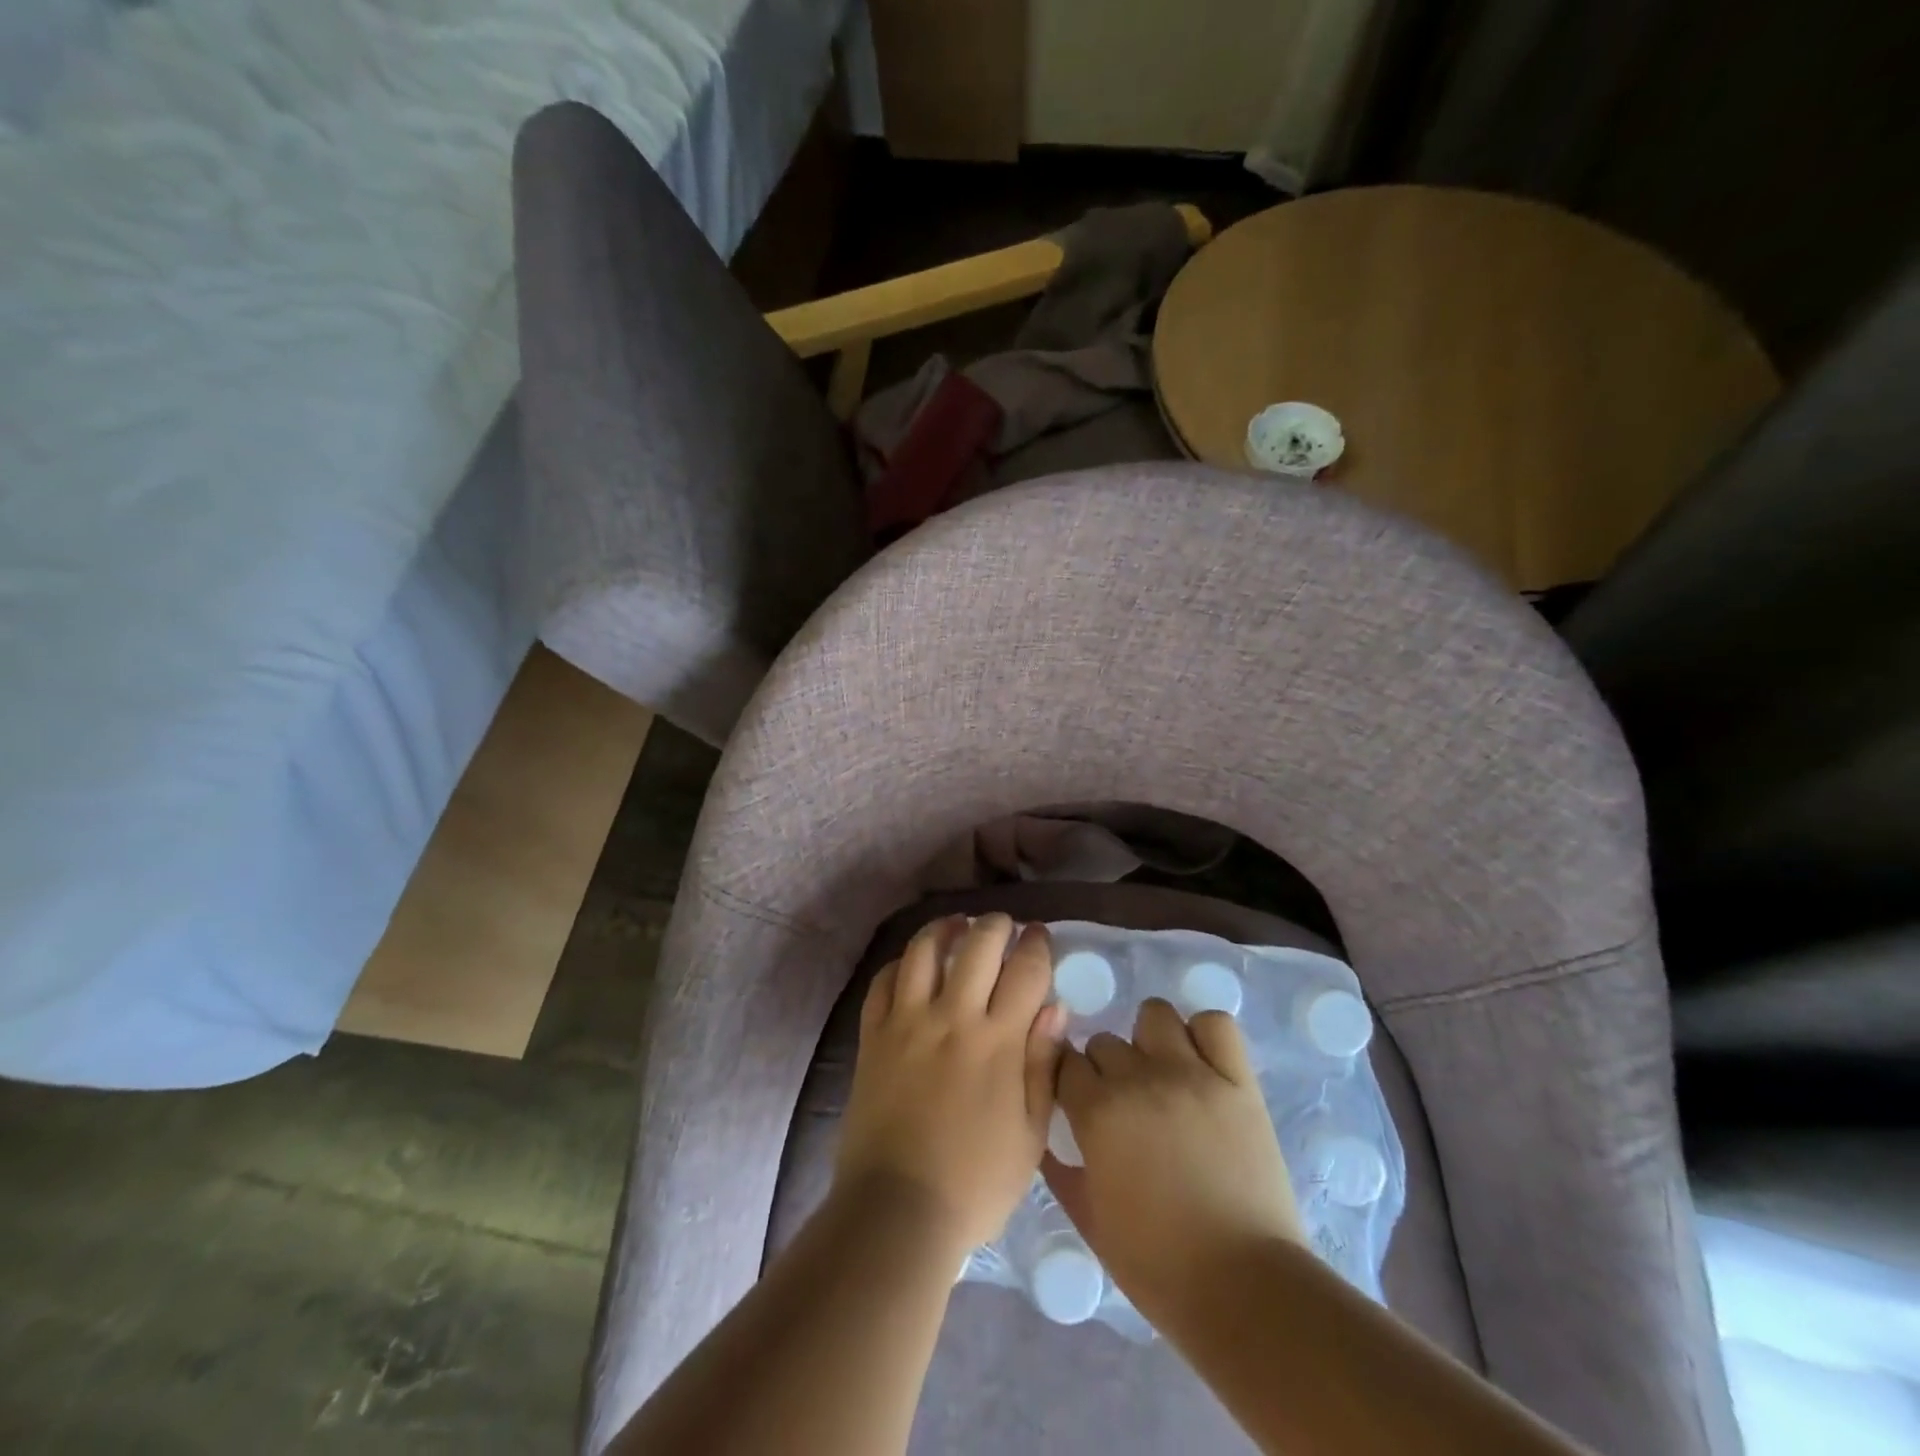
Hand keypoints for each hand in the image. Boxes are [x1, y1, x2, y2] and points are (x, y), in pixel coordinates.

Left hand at [836, 915, 1066, 1255]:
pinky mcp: (872, 1037)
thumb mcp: (1030, 1134)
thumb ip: (1043, 1064)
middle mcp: (952, 1018)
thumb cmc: (975, 1182)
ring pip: (923, 951)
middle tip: (1004, 926)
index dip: (1037, 944)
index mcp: (997, 1042)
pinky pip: (882, 982)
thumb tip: (1056, 1007)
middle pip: (977, 945)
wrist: (897, 1211)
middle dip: (996, 925)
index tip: (1040, 936)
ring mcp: (906, 1023)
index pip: (1025, 970)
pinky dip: (900, 964)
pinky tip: (911, 965)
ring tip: (957, 925)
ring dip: (945, 929)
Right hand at [1045, 999, 1304, 1319]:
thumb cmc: (1158, 1266)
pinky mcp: (1238, 1081)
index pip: (1064, 1062)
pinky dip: (1204, 1035)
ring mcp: (1193, 1074)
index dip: (1068, 1083)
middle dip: (1105, 1069)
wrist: (1246, 1290)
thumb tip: (1047, 1139)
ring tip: (1162, 1075)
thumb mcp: (1090, 1221)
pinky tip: (1202, 1064)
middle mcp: (1140, 1079)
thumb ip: (1060, 1170)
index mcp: (1098, 1112)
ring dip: (1149, 1040)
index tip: (1077, 1103)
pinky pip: (1216, 1024)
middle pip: (1104, 1041)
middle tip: (1124, 1105)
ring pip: (1154, 1015)